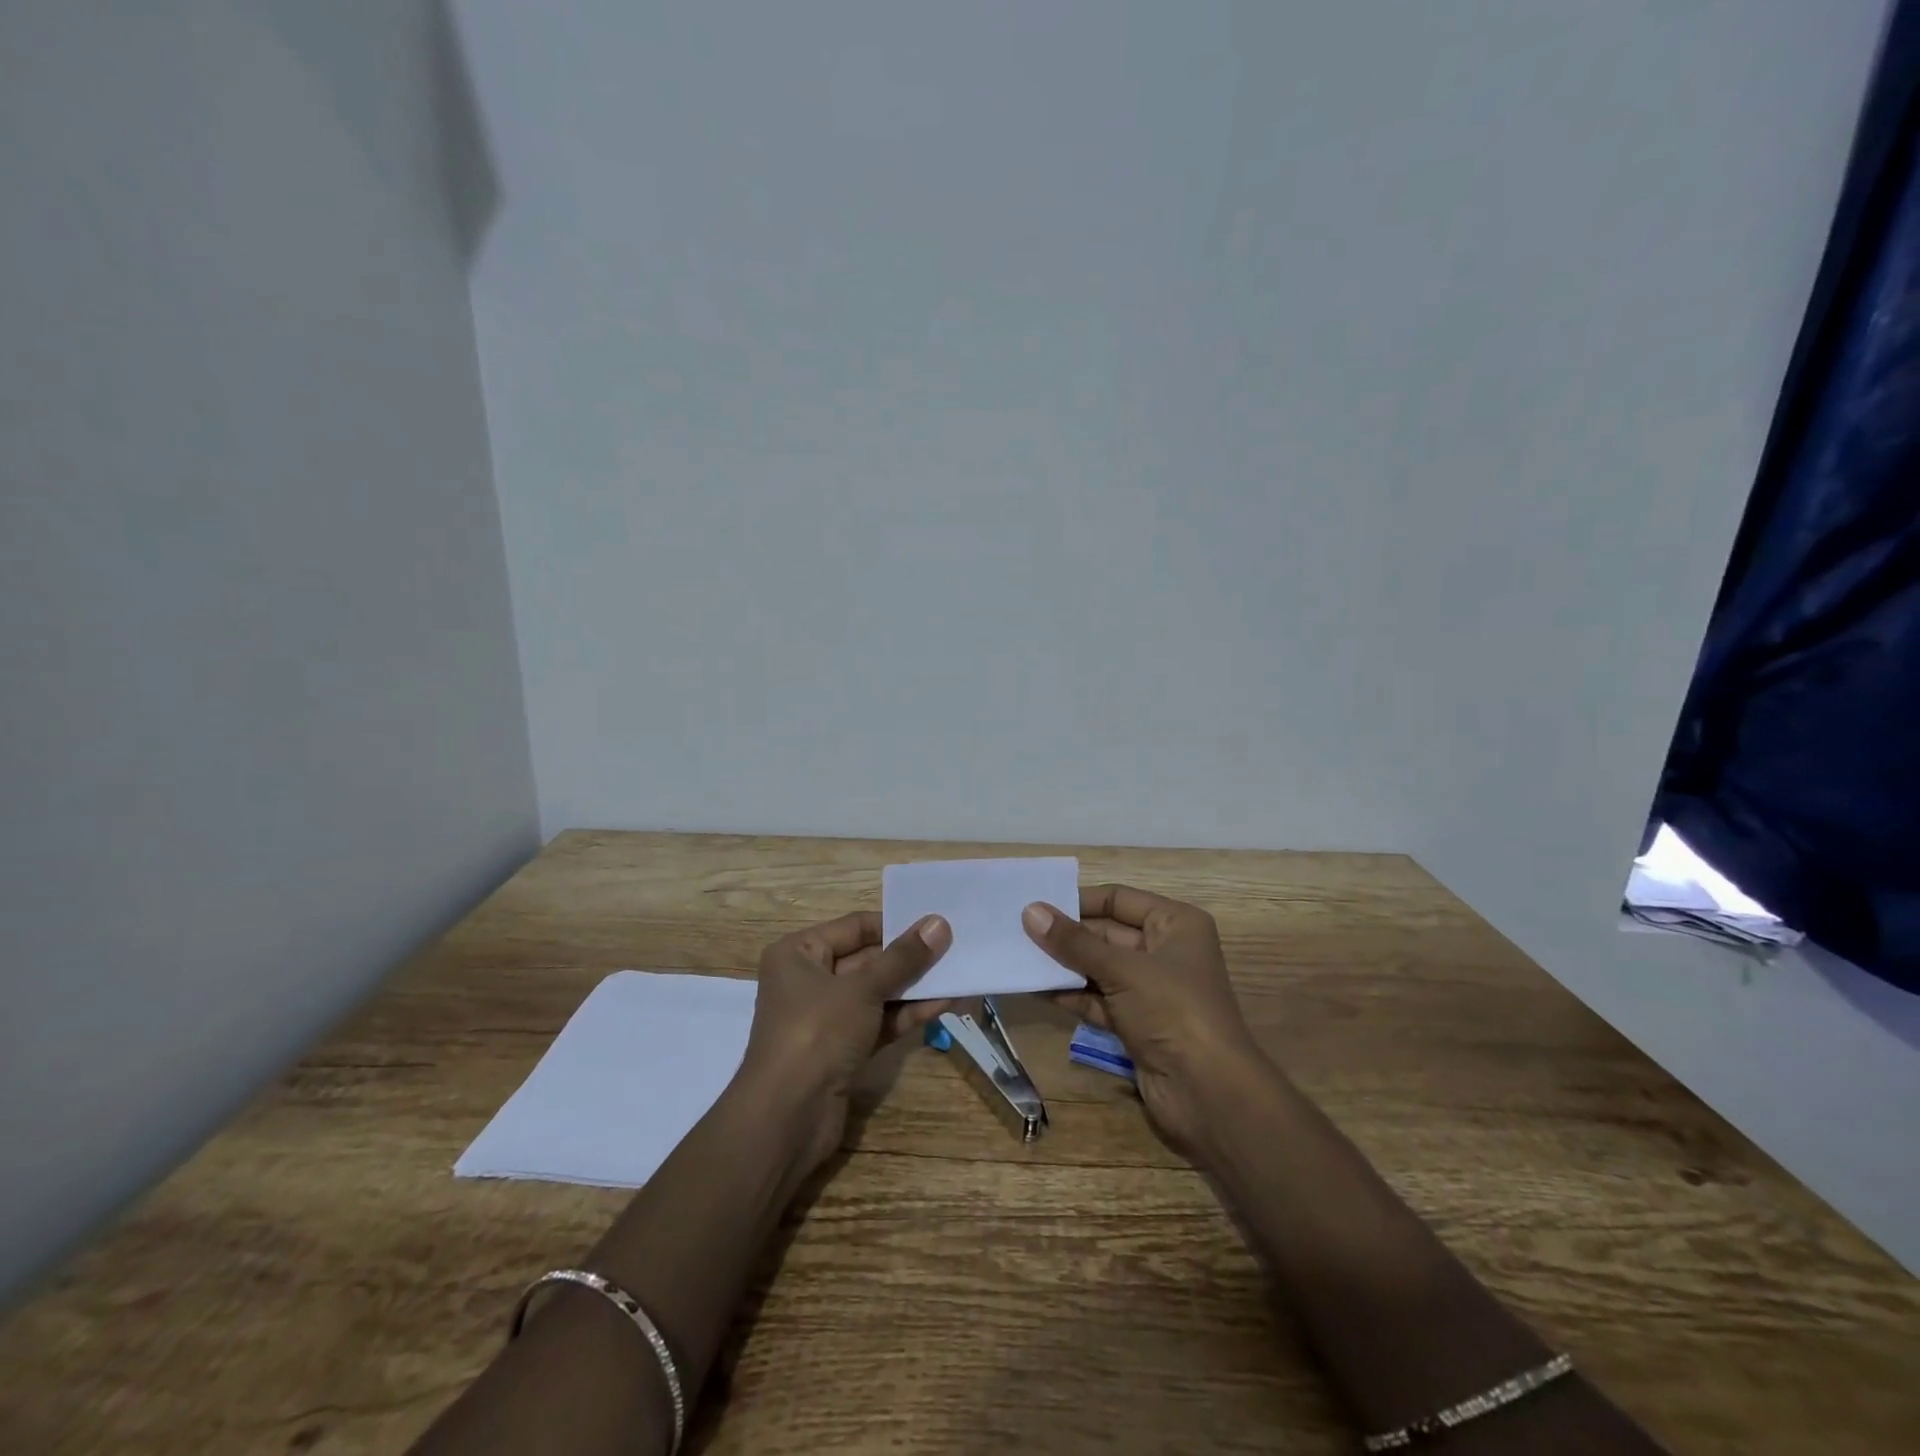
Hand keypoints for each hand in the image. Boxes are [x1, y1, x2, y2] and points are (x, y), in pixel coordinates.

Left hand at [740, 910, 953, 1170]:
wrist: (786, 1119)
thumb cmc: (816, 1033)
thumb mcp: (863, 989)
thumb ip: (903, 958)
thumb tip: (939, 923)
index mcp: (799, 953)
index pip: (855, 927)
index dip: (895, 925)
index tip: (936, 925)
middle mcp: (809, 980)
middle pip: (868, 960)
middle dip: (910, 959)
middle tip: (955, 949)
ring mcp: (826, 1018)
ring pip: (877, 993)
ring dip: (914, 988)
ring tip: (958, 976)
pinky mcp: (842, 1050)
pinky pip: (879, 1022)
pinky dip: (906, 1015)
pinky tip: (943, 1004)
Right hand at [1023, 884, 1264, 1157]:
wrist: (1209, 1094)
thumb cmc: (1173, 1011)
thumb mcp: (1122, 970)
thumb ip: (1074, 942)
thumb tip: (1030, 911)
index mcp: (1175, 924)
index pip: (1119, 899)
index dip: (1079, 900)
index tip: (1036, 904)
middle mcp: (1164, 952)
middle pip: (1106, 934)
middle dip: (1066, 935)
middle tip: (1018, 931)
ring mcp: (1150, 990)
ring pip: (1099, 968)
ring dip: (1063, 966)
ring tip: (1019, 957)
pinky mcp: (1137, 1023)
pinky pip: (1098, 1000)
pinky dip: (1071, 995)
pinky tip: (1036, 989)